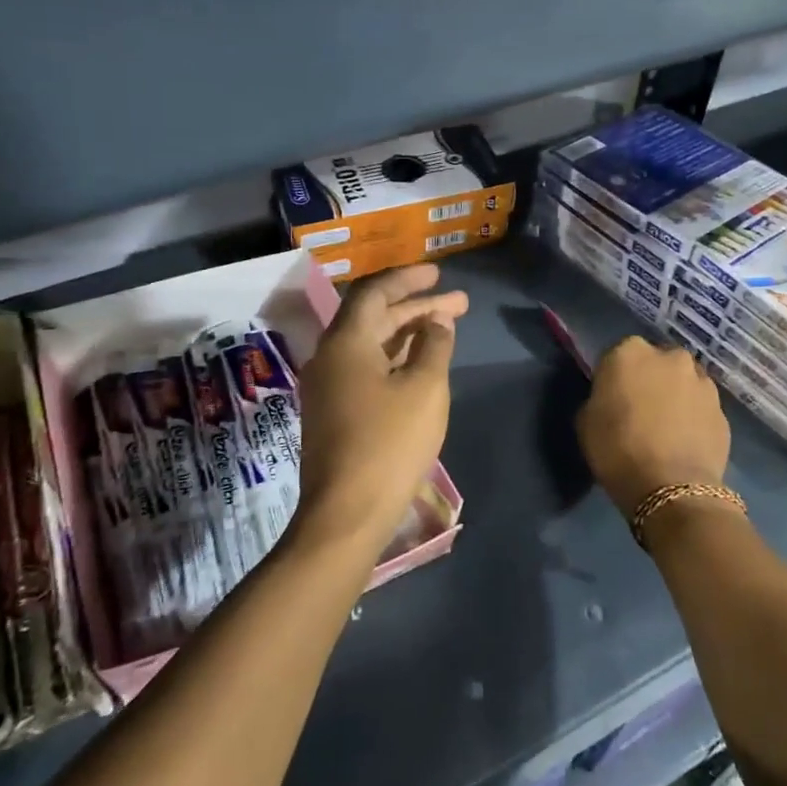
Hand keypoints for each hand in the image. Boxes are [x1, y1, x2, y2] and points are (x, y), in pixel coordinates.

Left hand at [294, 264, 467, 554]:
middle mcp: (330, 356)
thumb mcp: (425, 389)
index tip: (439, 273)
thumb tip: (437, 320)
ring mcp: (327, 385)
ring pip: (370, 344)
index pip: (375, 293)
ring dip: (407, 332)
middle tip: (458, 302)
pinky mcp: (332, 410)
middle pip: (374, 317)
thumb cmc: (390, 443)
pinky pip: (364, 367)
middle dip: (417, 307)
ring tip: (446, 326)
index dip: (409, 279)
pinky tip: (419, 361)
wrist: (347, 512)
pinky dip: (394, 357)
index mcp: (346, 342)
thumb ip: (434, 345)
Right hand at [577, 336, 730, 519]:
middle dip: (650, 380)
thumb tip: (610, 399)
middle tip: (640, 410)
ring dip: (675, 396)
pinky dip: (694, 417)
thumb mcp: (585, 420)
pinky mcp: (723, 409)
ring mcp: (702, 381)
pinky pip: (701, 407)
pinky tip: (684, 442)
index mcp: (630, 352)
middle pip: (656, 362)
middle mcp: (670, 356)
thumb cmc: (617, 449)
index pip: (617, 355)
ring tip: (666, 428)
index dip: (614, 378)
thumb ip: (599, 397)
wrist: (671, 488)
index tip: (611, 399)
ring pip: (683, 382)